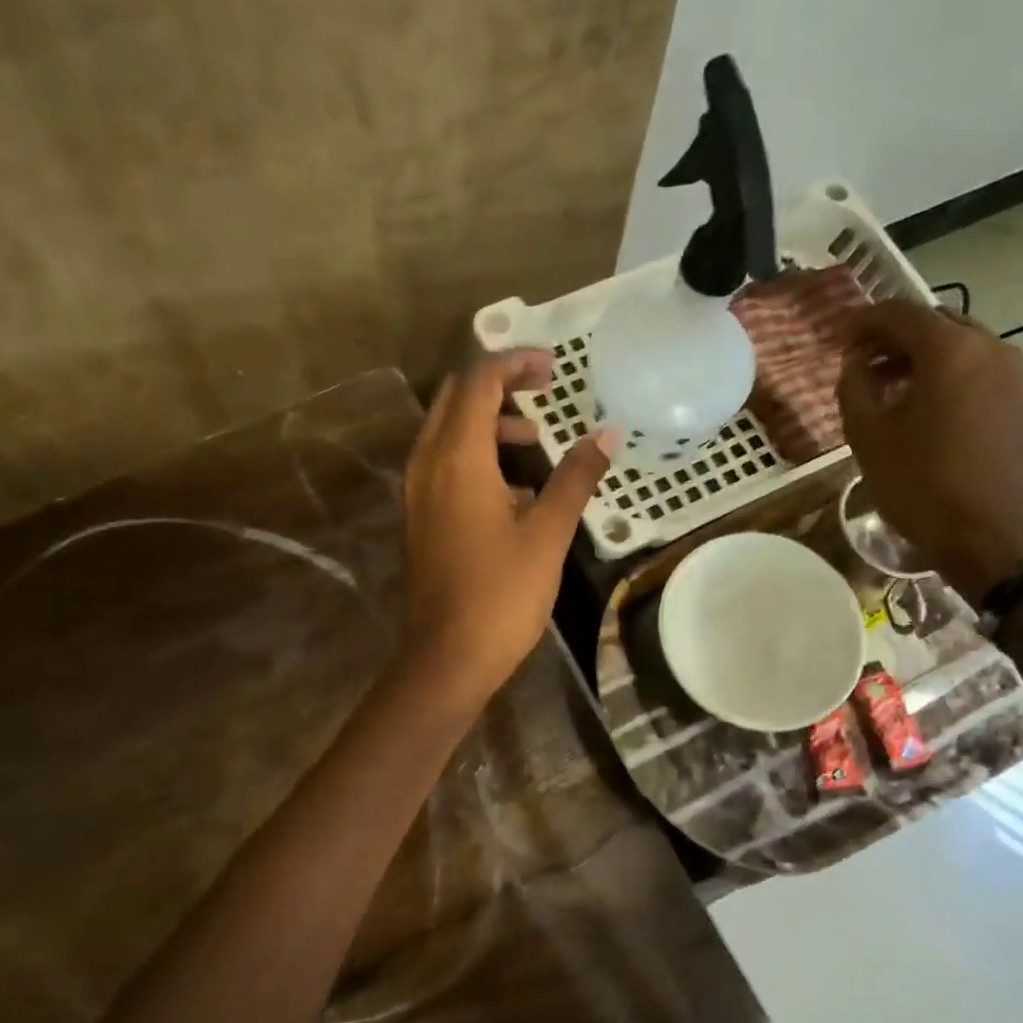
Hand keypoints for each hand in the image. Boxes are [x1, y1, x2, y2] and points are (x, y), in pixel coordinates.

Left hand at [397, 350, 614, 710]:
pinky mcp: (418, 519)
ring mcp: (416, 493)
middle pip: (455, 400)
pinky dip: (475, 458)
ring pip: (446, 433)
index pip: (478, 382)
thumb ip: (575, 479)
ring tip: (535, 442)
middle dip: (498, 386)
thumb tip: (606, 435)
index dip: (515, 363)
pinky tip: (513, 491)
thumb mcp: (547, 535)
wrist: (446, 658)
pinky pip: (442, 466)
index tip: (553, 369)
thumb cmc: (501, 596)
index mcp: (457, 459)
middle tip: (543, 393)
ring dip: (488, 424)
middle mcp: (427, 465)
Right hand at [837, 300, 1022, 602]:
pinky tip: (923, 406)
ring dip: (921, 357)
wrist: (983, 533)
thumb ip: (854, 385)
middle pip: (935, 324)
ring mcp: (1011, 374)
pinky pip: (976, 370)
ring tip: (889, 387)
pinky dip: (946, 375)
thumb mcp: (866, 433)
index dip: (865, 322)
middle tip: (863, 363)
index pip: (900, 313)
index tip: (840, 338)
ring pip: (959, 346)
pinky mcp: (1019, 400)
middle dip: (895, 337)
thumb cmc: (917, 481)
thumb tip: (857, 362)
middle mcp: (988, 347)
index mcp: (949, 349)